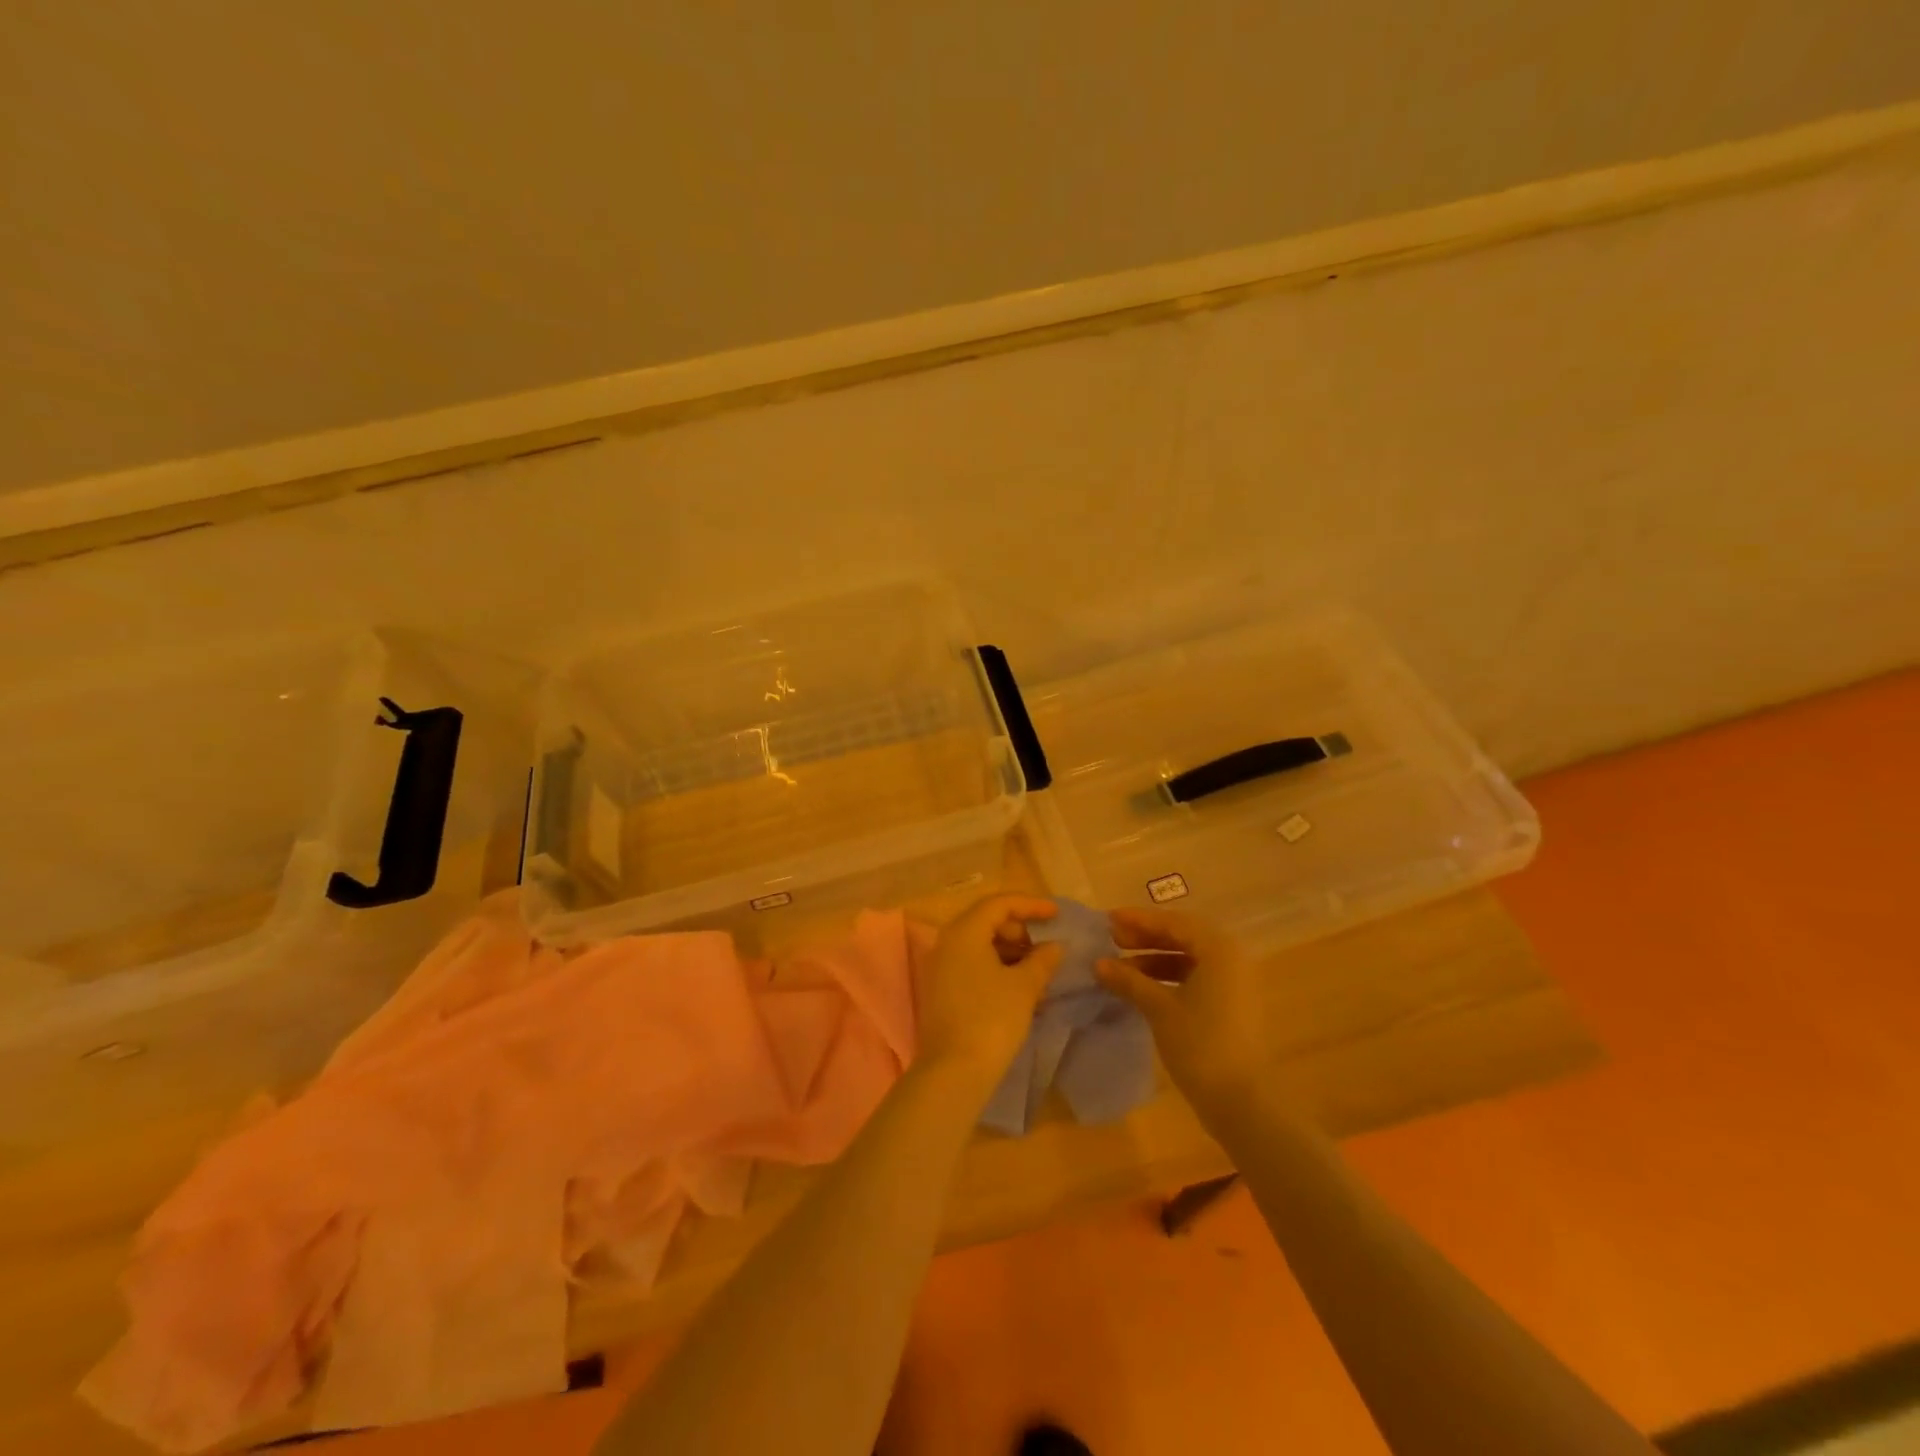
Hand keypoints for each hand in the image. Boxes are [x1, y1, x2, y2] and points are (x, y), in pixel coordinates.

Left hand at [913, 894, 1061, 1084]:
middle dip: (1020, 930)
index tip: (1057, 914)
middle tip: (1047, 947)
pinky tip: (1020, 987)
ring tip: (1039, 970)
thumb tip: (1054, 947)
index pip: (1000, 903)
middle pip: (987, 921)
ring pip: (980, 945)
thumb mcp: (1024, 986)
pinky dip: (997, 968)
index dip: (1031, 905)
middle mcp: (947, 942)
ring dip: (1011, 951)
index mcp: (964, 931)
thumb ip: (1042, 960)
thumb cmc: (991, 1019)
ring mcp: (941, 967)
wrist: (953, 1071)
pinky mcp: (942, 990)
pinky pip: (973, 965)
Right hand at [1095, 908, 1269, 1117]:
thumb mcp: (1159, 1008)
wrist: (1243, 1103)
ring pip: (1188, 960)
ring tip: (1121, 969)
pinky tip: (1142, 990)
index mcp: (1219, 950)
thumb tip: (1098, 963)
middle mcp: (1231, 959)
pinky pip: (1195, 979)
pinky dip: (1168, 979)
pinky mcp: (1231, 1006)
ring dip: (1154, 960)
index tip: (1108, 920)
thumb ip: (1129, 980)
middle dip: (1145, 938)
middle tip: (1112, 941)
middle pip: (1183, 937)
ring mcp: (1234, 984)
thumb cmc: (1200, 1045)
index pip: (1174, 922)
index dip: (1139, 920)